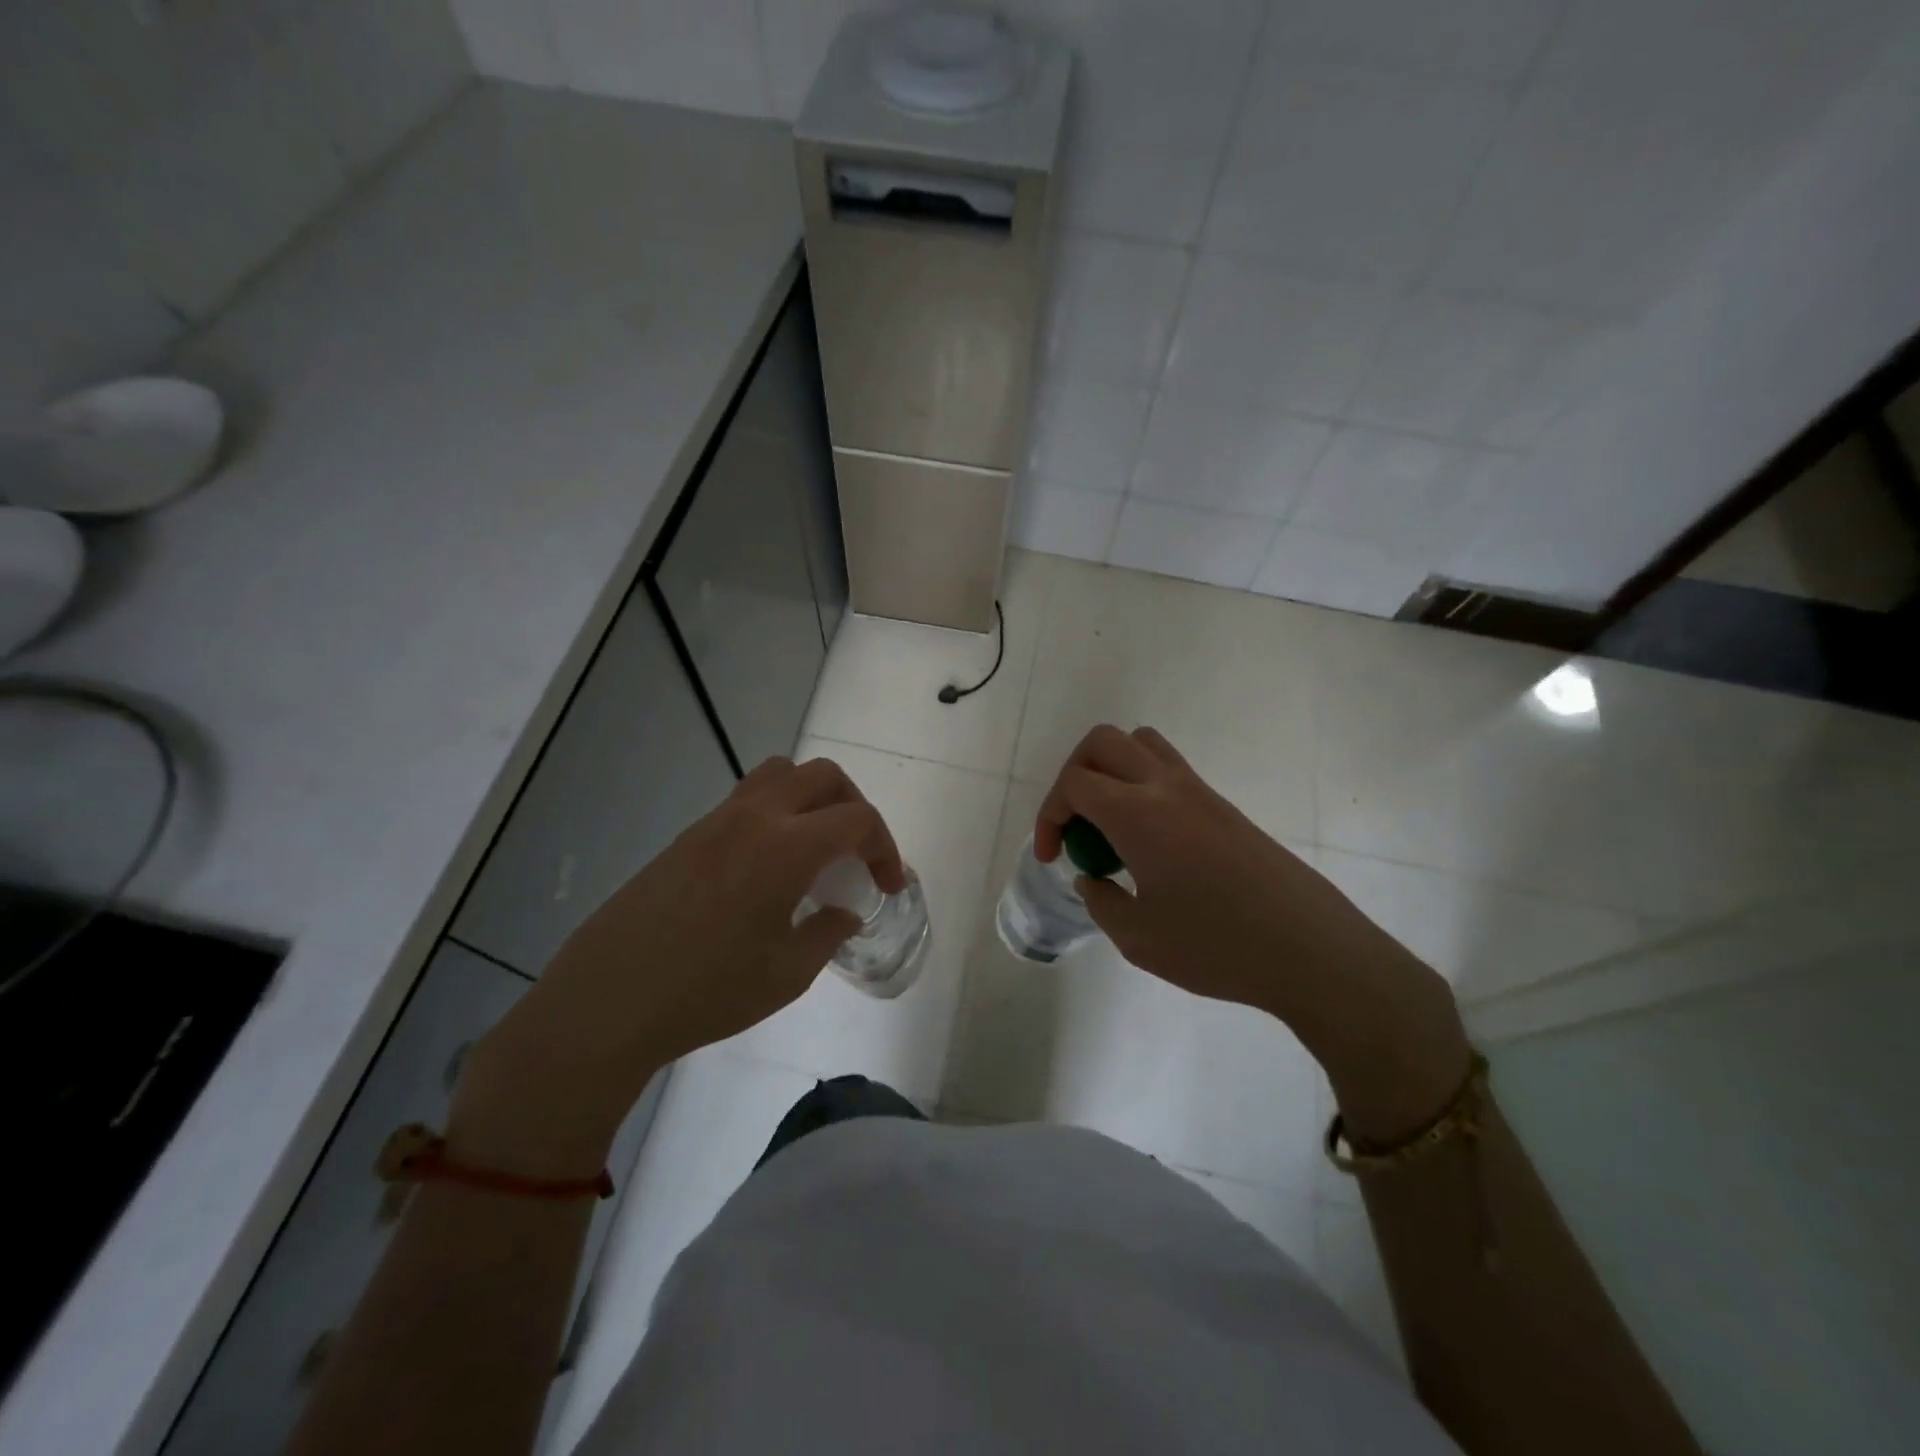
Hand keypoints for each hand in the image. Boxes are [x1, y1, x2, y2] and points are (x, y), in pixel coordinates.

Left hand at [449, 756, 901, 1174]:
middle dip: (854, 806)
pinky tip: (769, 867)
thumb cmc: (707, 992)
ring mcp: (716, 821)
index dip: (885, 847)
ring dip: (812, 798)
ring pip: (780, 774)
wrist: (608, 1000)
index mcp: (786, 848)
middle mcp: (755, 818)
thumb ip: (828, 933)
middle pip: (823, 776)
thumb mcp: (787, 974)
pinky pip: (746, 799)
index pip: (857, 818)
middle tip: (858, 853)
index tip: (888, 885)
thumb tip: (844, 913)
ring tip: (815, 846)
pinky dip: (776, 813)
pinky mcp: (688, 835)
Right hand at [1037, 725, 1470, 1141]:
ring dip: (1111, 770)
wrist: (1312, 950)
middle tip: (1076, 828)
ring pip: (1141, 743)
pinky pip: (1170, 769)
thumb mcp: (1138, 939)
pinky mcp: (1224, 807)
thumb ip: (1101, 902)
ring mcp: (1200, 792)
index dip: (1049, 815)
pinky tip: (1150, 841)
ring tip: (1111, 824)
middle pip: (1102, 742)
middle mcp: (1166, 787)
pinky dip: (1142, 786)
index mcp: (1138, 814)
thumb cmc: (1217, 946)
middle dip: (1073, 776)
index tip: (1052, 857)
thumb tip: (1092, 880)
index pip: (1074, 782)